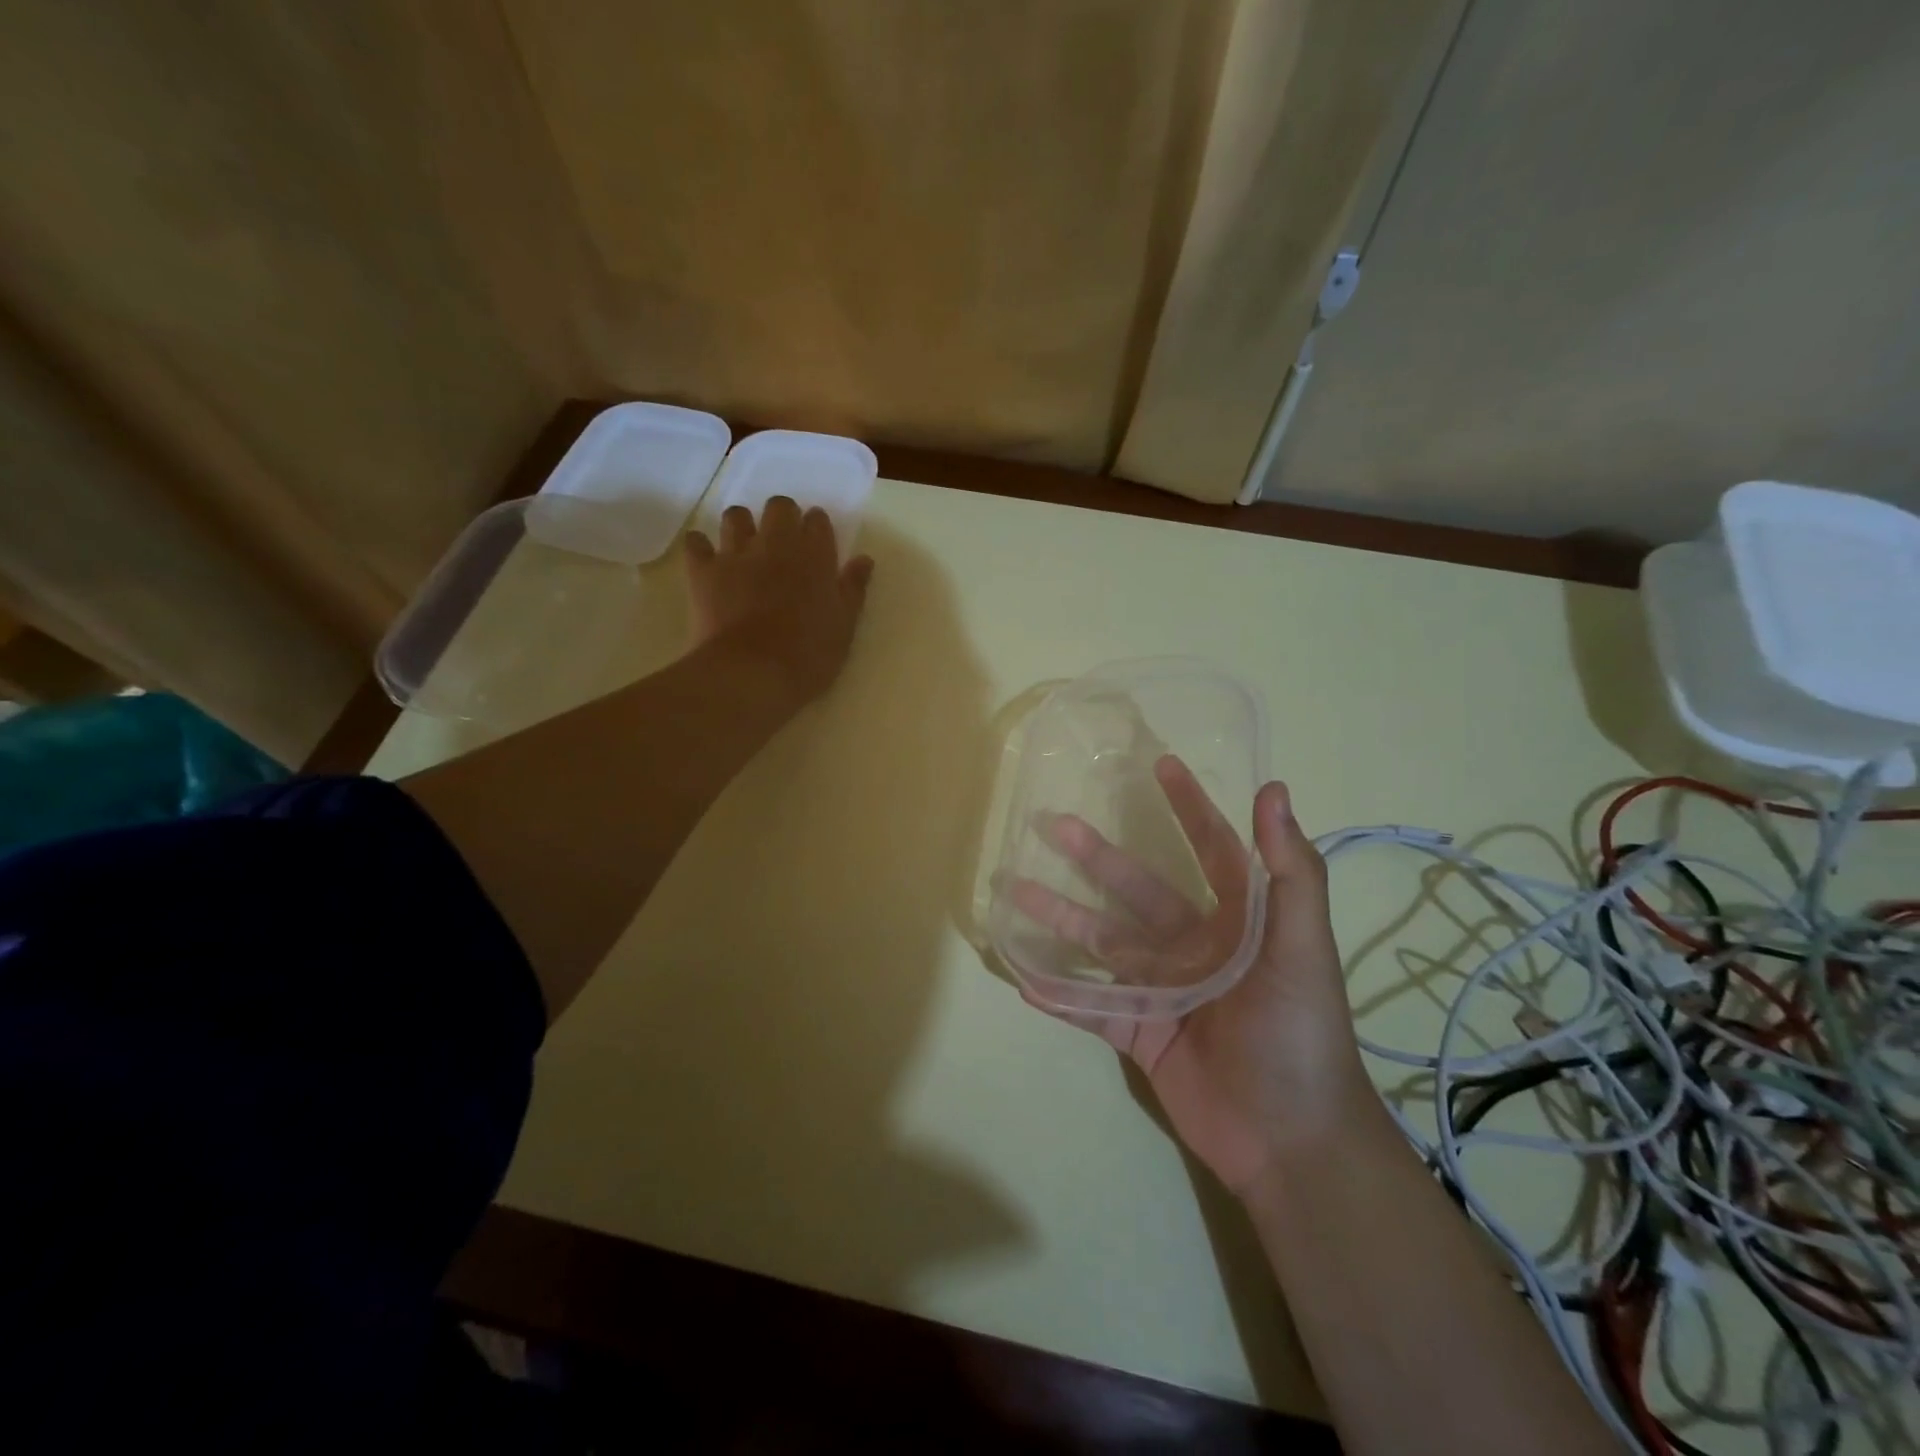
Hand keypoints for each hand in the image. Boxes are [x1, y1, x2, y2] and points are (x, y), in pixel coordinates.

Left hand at [685, 497, 874, 705]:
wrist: (752, 673)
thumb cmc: (808, 656)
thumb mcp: (844, 627)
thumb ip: (853, 589)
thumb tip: (863, 559)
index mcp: (815, 556)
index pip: (818, 521)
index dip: (818, 529)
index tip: (818, 546)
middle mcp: (776, 544)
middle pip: (779, 507)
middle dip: (783, 518)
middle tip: (784, 545)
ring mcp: (736, 554)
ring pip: (736, 516)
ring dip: (742, 527)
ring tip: (746, 549)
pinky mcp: (703, 571)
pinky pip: (696, 542)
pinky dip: (701, 546)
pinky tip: (707, 560)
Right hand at [1008, 758, 1380, 1195]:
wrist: (1291, 1142)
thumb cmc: (1301, 1034)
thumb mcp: (1303, 949)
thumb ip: (1290, 873)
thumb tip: (1272, 789)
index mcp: (1236, 921)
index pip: (1210, 849)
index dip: (1189, 807)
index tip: (1161, 765)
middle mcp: (1194, 946)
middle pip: (1135, 889)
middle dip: (1095, 856)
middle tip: (1052, 824)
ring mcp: (1162, 988)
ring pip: (1101, 943)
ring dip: (1059, 918)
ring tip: (1014, 892)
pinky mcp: (1140, 1032)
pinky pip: (1091, 1006)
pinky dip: (1059, 994)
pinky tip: (1022, 975)